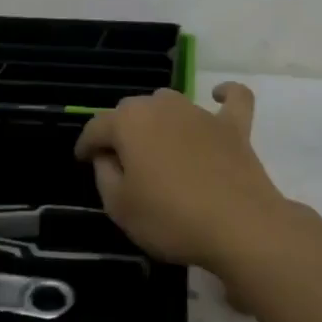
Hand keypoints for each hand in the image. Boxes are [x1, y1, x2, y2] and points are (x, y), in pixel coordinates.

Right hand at [73, 83, 286, 268]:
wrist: (239, 226)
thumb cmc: (170, 218)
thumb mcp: (119, 207)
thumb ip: (104, 174)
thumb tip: (107, 157)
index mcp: (129, 122)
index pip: (96, 127)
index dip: (86, 145)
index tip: (82, 161)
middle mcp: (162, 106)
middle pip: (132, 111)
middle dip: (121, 131)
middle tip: (121, 163)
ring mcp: (199, 113)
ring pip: (169, 104)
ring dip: (158, 120)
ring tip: (157, 147)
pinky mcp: (233, 126)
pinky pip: (232, 100)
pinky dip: (225, 95)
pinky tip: (218, 96)